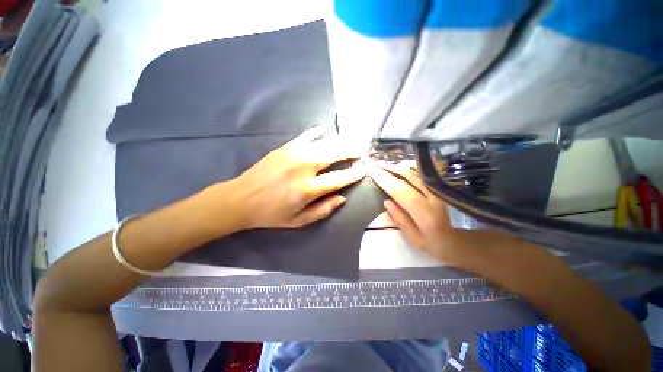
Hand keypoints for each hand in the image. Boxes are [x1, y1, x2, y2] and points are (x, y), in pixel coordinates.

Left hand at [229, 125, 366, 228]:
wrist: (241, 199)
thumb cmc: (272, 214)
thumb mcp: (299, 220)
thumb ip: (323, 210)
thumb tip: (342, 197)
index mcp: (308, 189)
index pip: (339, 178)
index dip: (354, 173)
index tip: (364, 169)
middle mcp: (304, 168)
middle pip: (334, 155)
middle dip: (351, 151)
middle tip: (361, 151)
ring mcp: (294, 154)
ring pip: (324, 144)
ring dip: (340, 142)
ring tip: (350, 142)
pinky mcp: (285, 147)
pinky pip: (305, 136)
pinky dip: (316, 132)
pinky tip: (324, 129)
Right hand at [368, 164, 525, 270]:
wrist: (458, 241)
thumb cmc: (433, 244)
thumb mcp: (413, 238)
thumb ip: (400, 219)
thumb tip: (386, 201)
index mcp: (425, 214)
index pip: (401, 191)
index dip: (385, 180)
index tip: (372, 172)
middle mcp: (433, 198)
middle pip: (408, 177)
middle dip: (389, 169)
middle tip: (375, 164)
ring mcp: (438, 191)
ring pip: (416, 172)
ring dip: (398, 166)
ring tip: (384, 164)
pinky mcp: (440, 188)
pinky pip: (422, 174)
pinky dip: (409, 168)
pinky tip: (400, 166)